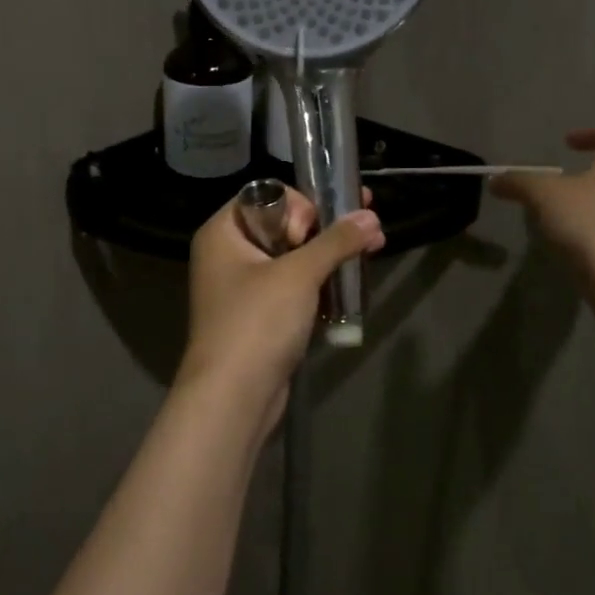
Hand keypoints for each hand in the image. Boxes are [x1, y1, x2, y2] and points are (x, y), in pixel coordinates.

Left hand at [176, 185, 384, 438]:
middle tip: (366, 228)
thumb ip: (336, 241)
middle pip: (283, 225)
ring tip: (370, 249)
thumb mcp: (299, 274)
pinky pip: (293, 288)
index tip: (318, 228)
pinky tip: (352, 283)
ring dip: (328, 256)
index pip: (266, 196)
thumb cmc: (257, 322)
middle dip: (325, 228)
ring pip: (292, 259)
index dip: (299, 205)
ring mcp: (243, 288)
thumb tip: (371, 216)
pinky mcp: (260, 317)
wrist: (233, 397)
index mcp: (223, 232)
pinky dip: (319, 285)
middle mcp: (228, 254)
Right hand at [490, 127, 594, 262]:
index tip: (566, 143)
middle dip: (590, 173)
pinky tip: (577, 241)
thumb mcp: (542, 195)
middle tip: (562, 183)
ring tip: (564, 215)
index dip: (589, 134)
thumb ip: (519, 182)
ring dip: (594, 202)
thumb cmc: (585, 219)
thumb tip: (495, 180)